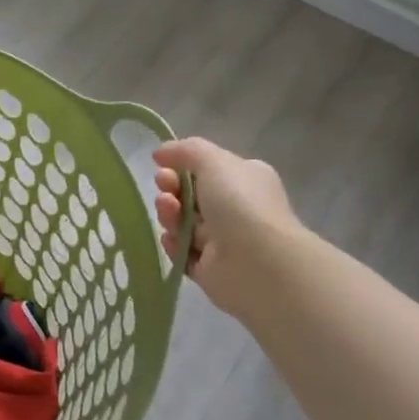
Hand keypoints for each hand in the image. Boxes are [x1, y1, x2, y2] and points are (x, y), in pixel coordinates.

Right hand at [153, 138, 302, 320]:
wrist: (258, 263)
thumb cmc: (239, 203)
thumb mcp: (213, 161)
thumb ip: (185, 150)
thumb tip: (161, 153)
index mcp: (245, 180)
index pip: (208, 170)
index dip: (182, 166)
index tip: (163, 166)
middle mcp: (237, 209)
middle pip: (191, 195)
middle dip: (171, 189)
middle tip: (164, 188)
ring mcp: (224, 241)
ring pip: (183, 223)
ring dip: (169, 214)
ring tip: (168, 211)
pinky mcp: (210, 269)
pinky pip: (182, 252)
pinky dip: (173, 244)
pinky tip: (172, 239)